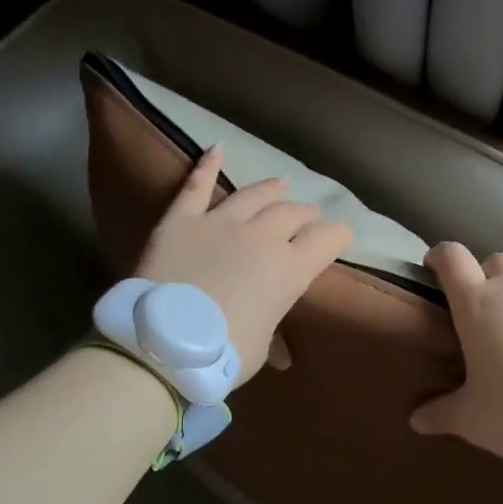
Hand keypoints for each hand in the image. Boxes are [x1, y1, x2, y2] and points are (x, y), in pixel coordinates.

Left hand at [134, 146, 353, 384]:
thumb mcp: (259, 350)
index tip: (341, 236)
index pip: (327, 240)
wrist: (161, 345)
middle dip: (306, 215)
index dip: (339, 235)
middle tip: (308, 217)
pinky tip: (217, 148)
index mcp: (290, 269)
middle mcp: (262, 236)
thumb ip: (272, 336)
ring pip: (254, 195)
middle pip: (293, 213)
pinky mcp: (182, 220)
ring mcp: (220, 223)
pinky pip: (196, 187)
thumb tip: (280, 353)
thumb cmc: (220, 355)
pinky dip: (207, 165)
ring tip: (282, 184)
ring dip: (272, 189)